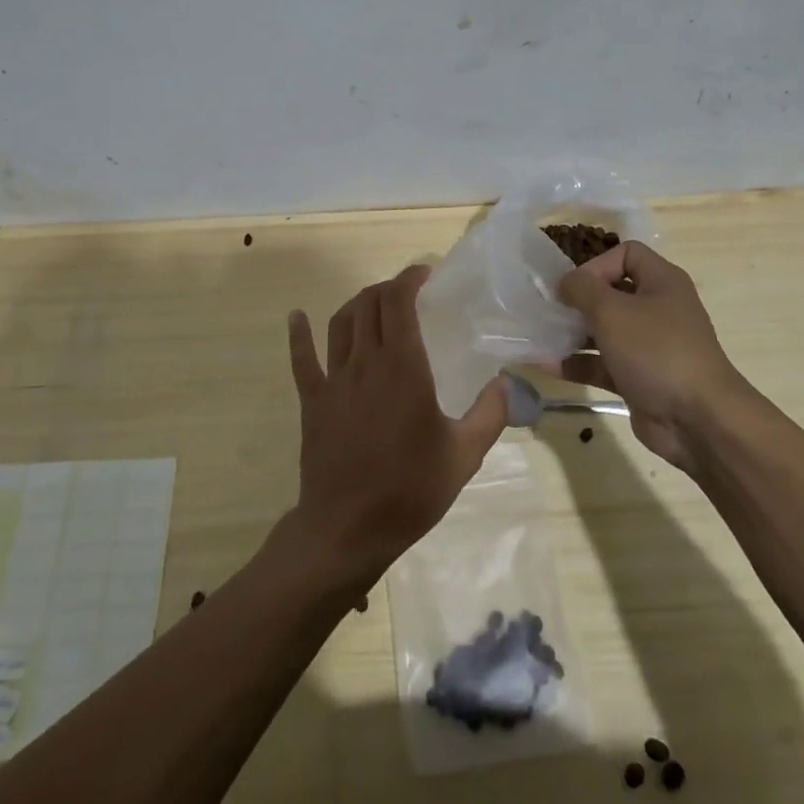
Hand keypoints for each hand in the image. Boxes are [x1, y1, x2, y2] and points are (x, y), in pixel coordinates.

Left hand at [285, 266, 507, 583]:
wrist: (348, 529)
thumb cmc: (410, 490)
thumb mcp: (464, 455)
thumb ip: (490, 414)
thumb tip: (507, 382)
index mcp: (403, 368)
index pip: (399, 302)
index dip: (408, 278)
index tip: (424, 274)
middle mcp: (366, 363)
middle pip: (369, 305)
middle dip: (387, 289)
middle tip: (406, 293)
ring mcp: (334, 380)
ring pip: (340, 323)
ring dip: (357, 305)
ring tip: (373, 303)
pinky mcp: (312, 401)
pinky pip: (302, 360)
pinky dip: (299, 335)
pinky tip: (296, 317)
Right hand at [555, 241, 751, 470]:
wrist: (698, 420)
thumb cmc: (656, 351)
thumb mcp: (612, 310)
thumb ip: (582, 289)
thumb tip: (565, 282)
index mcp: (661, 282)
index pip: (626, 254)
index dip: (597, 264)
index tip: (573, 286)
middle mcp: (657, 309)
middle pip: (611, 292)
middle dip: (577, 300)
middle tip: (547, 309)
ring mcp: (648, 346)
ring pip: (604, 331)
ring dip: (571, 333)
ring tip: (538, 335)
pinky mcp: (638, 378)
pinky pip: (601, 364)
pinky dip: (575, 363)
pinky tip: (543, 365)